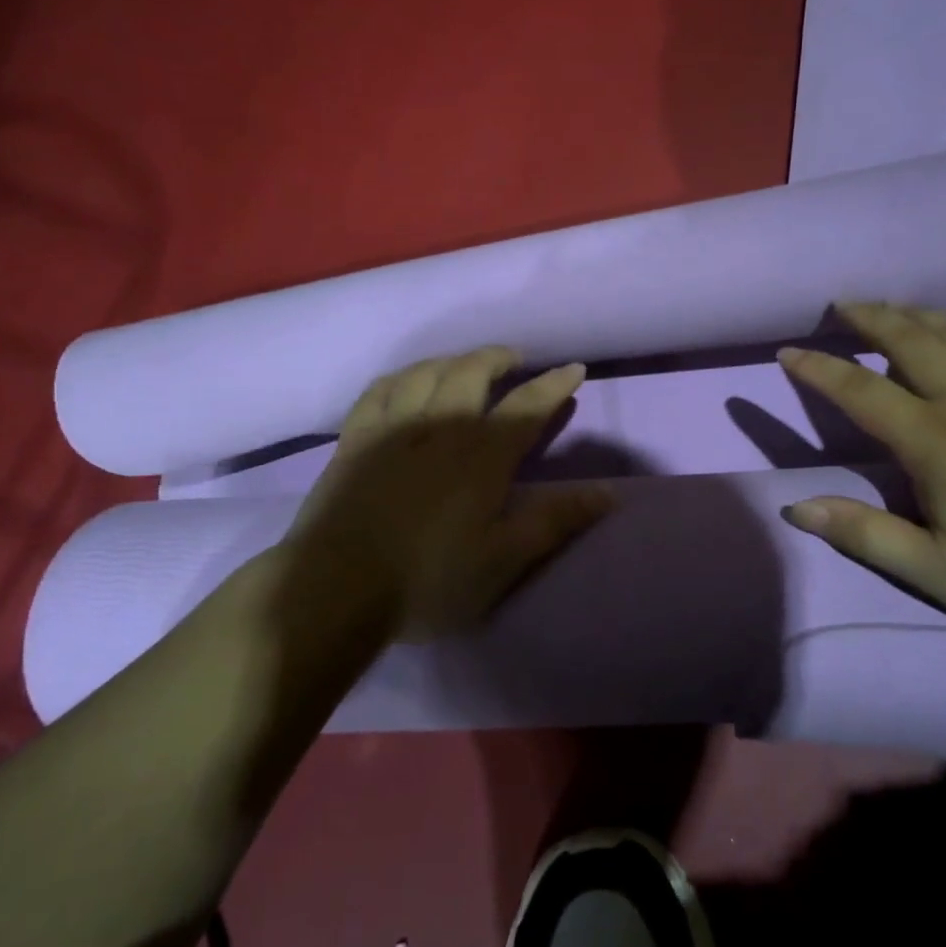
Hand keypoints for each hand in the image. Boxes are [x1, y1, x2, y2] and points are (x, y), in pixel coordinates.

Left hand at [270, 347, 611, 642]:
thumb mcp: (503, 560)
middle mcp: (439, 426)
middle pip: (472, 371)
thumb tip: (610, 492)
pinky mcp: (354, 439)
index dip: (554, 384)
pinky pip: (379, 389)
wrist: (335, 589)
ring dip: (453, 359)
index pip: (527, 405)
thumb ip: (555, 521)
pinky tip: (407, 380)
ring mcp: (392, 427)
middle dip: (499, 357)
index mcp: (482, 455)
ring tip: (466, 363)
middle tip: (515, 359)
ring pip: (426, 371)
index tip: (574, 368)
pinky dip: (402, 376)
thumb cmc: (428, 580)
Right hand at [777, 303, 945, 633]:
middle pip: (909, 340)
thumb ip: (863, 534)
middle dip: (869, 317)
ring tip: (890, 308)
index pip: (860, 391)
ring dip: (914, 314)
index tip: (788, 352)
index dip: (819, 369)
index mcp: (933, 440)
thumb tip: (796, 507)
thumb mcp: (934, 570)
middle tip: (841, 305)